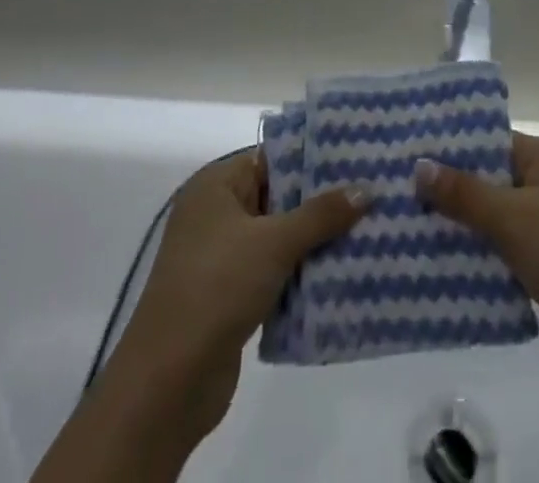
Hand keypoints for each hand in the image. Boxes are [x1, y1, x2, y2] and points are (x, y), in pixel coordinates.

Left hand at [93, 154, 367, 449]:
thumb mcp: (273, 242)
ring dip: (316, 238)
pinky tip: (341, 272)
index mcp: (217, 185)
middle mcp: (217, 213)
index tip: (357, 156)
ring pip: (279, 235)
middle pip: (279, 195)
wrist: (167, 383)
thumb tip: (366, 189)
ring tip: (367, 229)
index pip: (272, 157)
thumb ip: (321, 214)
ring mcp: (222, 255)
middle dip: (321, 200)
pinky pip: (275, 269)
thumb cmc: (216, 288)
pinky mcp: (230, 294)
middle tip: (372, 193)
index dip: (313, 157)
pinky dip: (302, 271)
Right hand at [416, 134, 538, 398]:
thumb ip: (465, 193)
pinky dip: (482, 254)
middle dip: (449, 188)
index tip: (405, 156)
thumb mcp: (514, 220)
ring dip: (463, 224)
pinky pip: (508, 247)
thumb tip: (419, 164)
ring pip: (497, 215)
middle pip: (490, 177)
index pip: (489, 139)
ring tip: (410, 229)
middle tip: (397, 195)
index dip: (450, 147)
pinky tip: (445, 266)